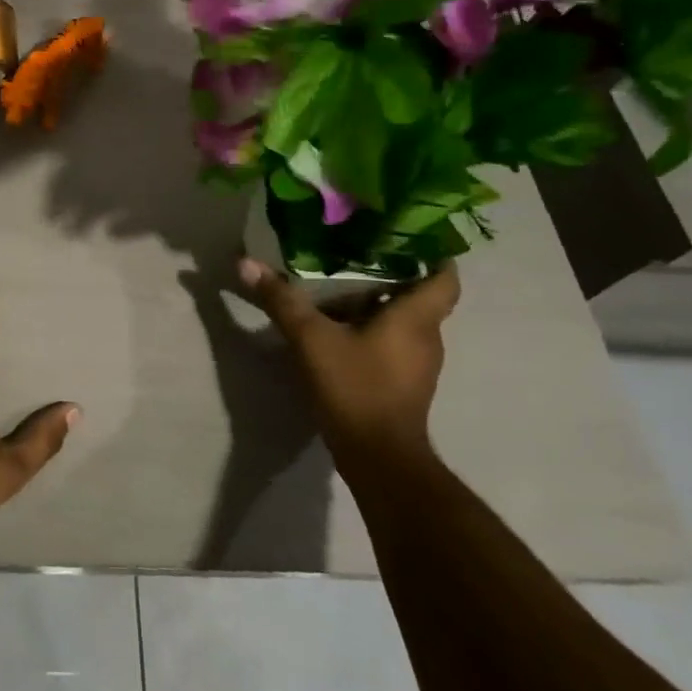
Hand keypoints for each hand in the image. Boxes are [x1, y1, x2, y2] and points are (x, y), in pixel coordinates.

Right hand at [238, 257, 460, 470]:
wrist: (378, 457)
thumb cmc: (356, 387)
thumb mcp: (311, 339)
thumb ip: (281, 300)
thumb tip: (246, 263)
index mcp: (416, 317)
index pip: (445, 276)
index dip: (432, 253)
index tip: (405, 234)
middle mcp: (427, 336)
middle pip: (419, 295)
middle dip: (391, 273)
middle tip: (355, 250)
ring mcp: (418, 363)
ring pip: (405, 320)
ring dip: (379, 303)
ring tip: (342, 283)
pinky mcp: (404, 383)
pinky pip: (393, 343)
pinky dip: (373, 330)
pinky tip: (340, 326)